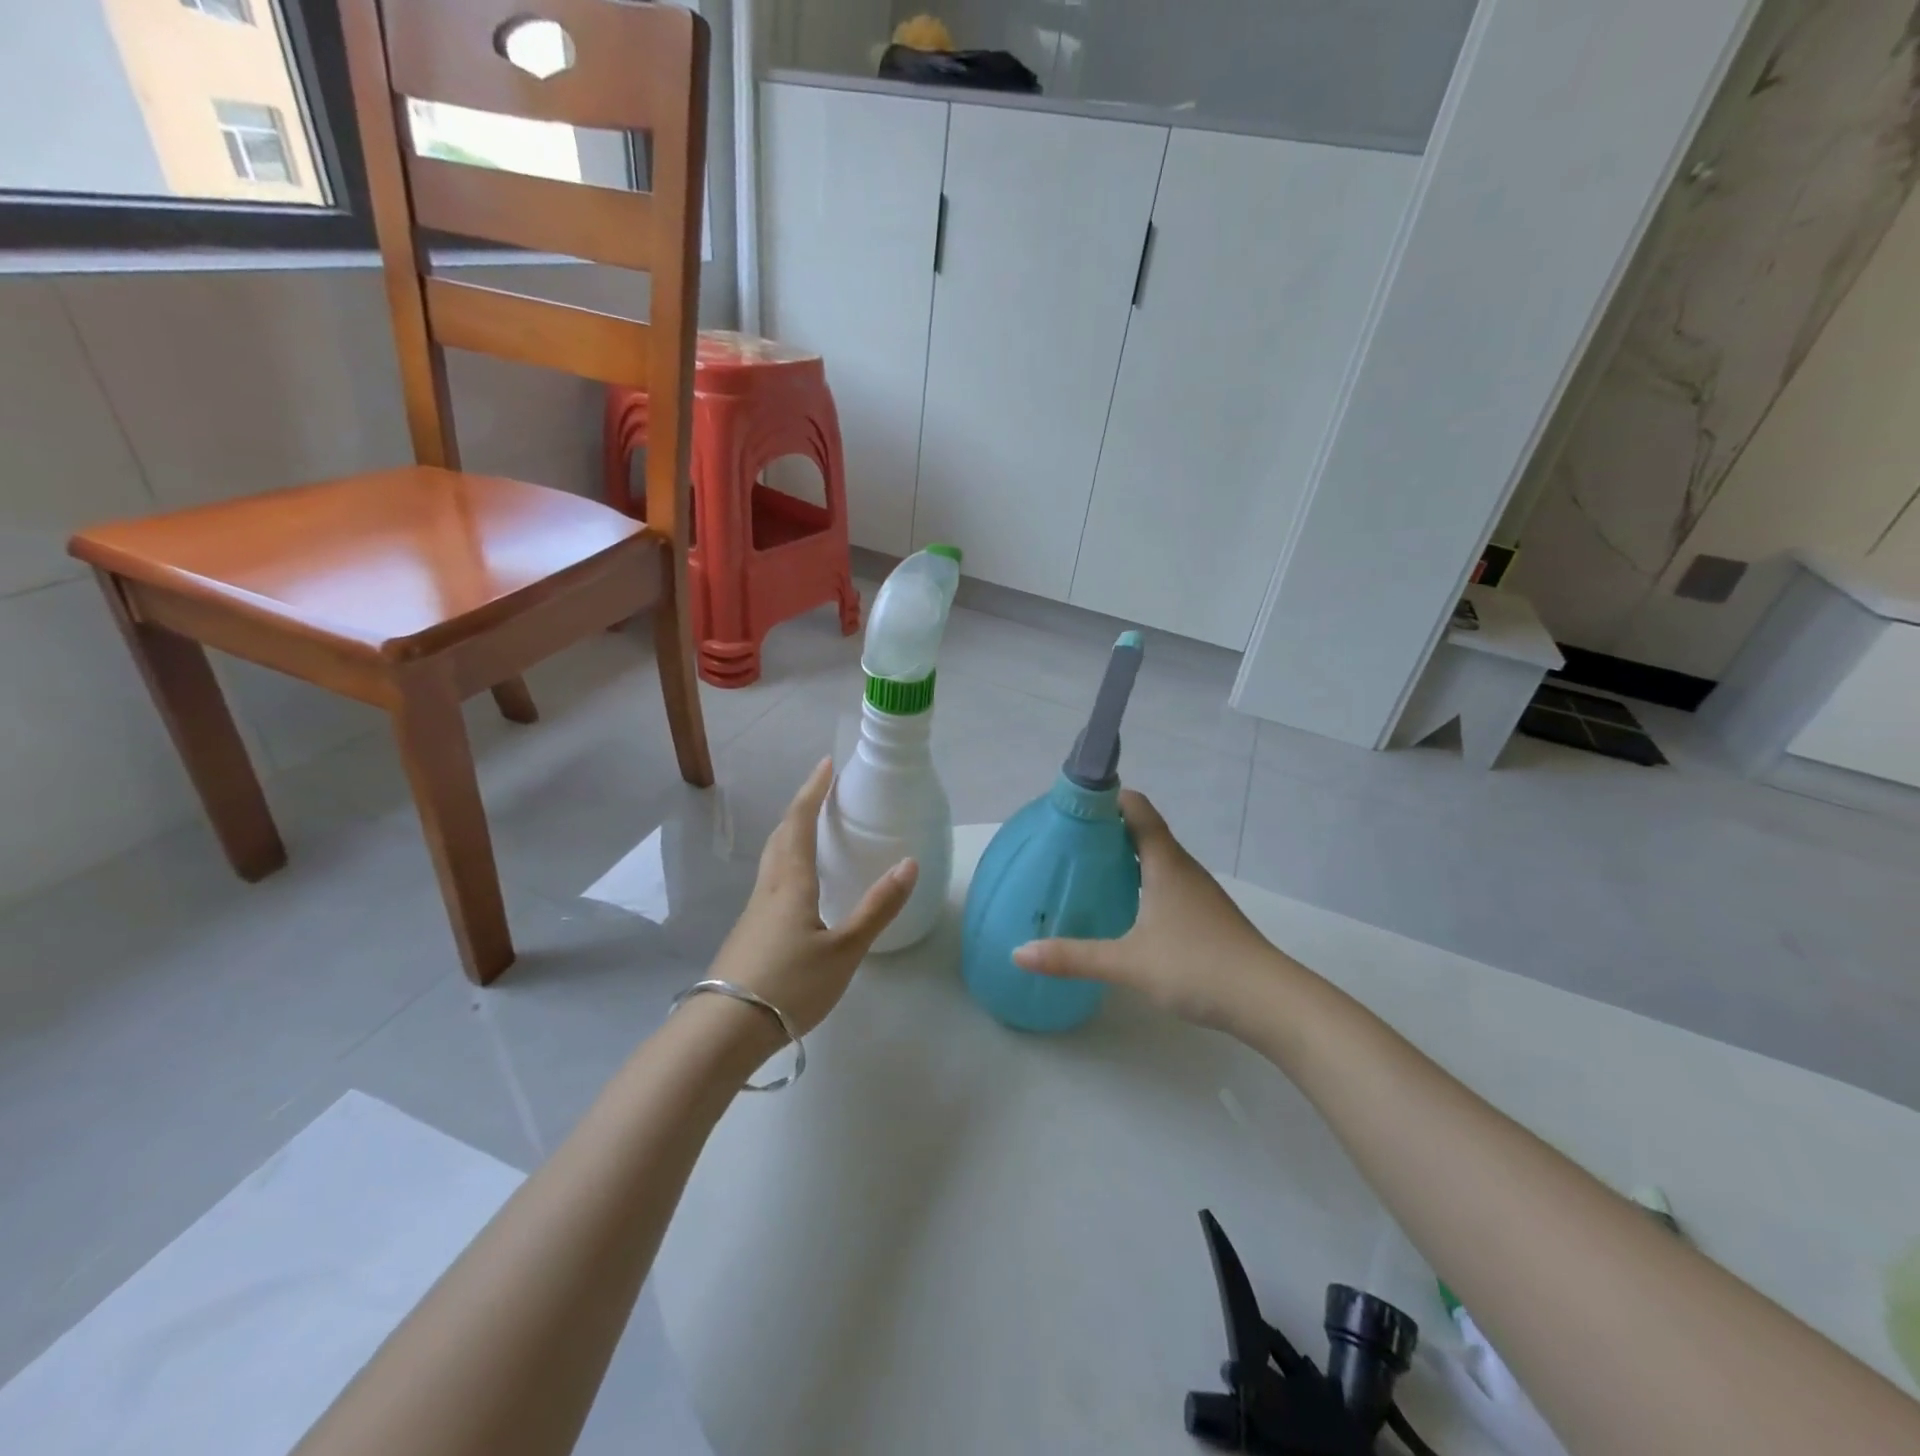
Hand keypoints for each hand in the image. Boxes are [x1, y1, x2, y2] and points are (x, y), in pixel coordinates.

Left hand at [710, 757, 917, 1036]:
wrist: (724, 1030)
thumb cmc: (790, 984)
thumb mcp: (845, 950)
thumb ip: (878, 908)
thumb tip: (909, 863)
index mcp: (791, 882)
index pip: (800, 822)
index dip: (814, 790)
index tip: (827, 764)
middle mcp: (769, 887)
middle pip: (782, 835)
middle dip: (801, 807)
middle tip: (823, 791)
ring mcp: (754, 911)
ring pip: (773, 858)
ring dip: (791, 833)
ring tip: (812, 829)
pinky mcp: (750, 932)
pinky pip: (771, 880)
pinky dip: (787, 862)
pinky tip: (799, 885)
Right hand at [1012, 790, 1293, 1032]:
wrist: (1269, 1002)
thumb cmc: (1197, 967)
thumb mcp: (1127, 963)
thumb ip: (1073, 957)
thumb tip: (1018, 953)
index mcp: (1165, 863)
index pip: (1137, 809)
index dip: (1107, 798)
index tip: (1072, 804)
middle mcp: (1182, 868)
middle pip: (1143, 831)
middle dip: (1106, 830)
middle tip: (1067, 841)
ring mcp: (1198, 892)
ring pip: (1156, 860)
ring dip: (1124, 857)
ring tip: (1087, 870)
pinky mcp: (1205, 915)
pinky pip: (1165, 883)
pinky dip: (1140, 882)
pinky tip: (1123, 908)